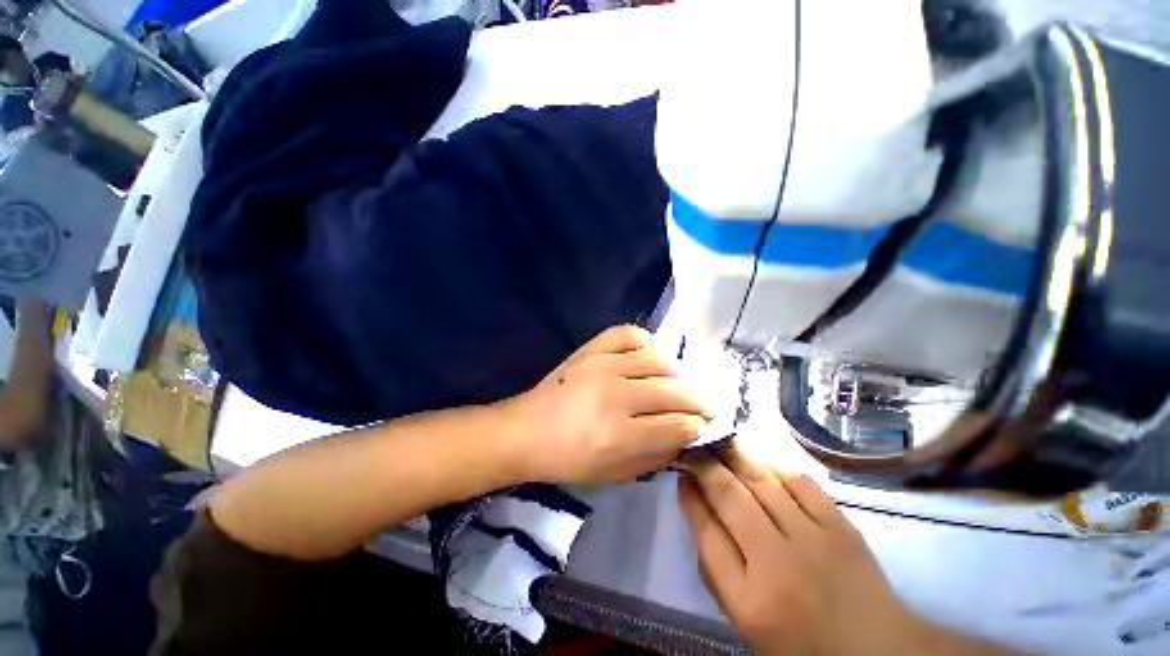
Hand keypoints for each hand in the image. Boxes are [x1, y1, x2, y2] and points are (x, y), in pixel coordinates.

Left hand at [504, 325, 711, 484]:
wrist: (526, 430)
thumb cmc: (569, 459)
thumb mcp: (615, 474)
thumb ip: (656, 455)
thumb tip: (686, 434)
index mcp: (617, 435)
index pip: (676, 425)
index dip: (696, 426)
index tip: (701, 425)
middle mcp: (613, 396)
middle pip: (673, 391)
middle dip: (697, 401)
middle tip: (704, 405)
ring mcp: (601, 365)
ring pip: (658, 360)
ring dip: (676, 373)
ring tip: (677, 383)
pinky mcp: (590, 349)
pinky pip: (629, 334)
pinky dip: (646, 342)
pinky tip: (649, 357)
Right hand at [679, 448, 933, 655]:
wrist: (873, 649)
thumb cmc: (796, 637)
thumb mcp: (743, 614)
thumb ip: (714, 561)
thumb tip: (695, 501)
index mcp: (750, 600)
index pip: (706, 531)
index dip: (689, 496)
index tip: (680, 474)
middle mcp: (779, 565)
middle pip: (730, 497)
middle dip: (705, 465)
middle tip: (693, 447)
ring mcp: (815, 541)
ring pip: (762, 481)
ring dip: (734, 455)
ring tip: (717, 439)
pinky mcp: (842, 526)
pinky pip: (798, 481)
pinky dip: (772, 464)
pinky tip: (757, 457)